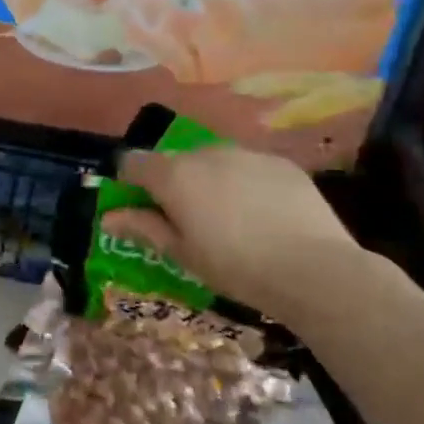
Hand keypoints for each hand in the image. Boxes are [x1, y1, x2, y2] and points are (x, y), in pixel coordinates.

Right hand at [105, 145, 358, 317]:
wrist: (315, 270)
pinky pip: (247, 167)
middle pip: (174, 161)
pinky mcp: (281, 163)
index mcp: (173, 175)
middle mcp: (205, 154)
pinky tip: (261, 214)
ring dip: (208, 181)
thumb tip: (108, 218)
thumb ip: (143, 228)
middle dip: (172, 183)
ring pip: (212, 161)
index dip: (128, 183)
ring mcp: (246, 155)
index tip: (139, 208)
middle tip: (187, 220)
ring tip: (228, 218)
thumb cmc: (234, 266)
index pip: (132, 162)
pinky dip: (243, 183)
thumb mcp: (181, 253)